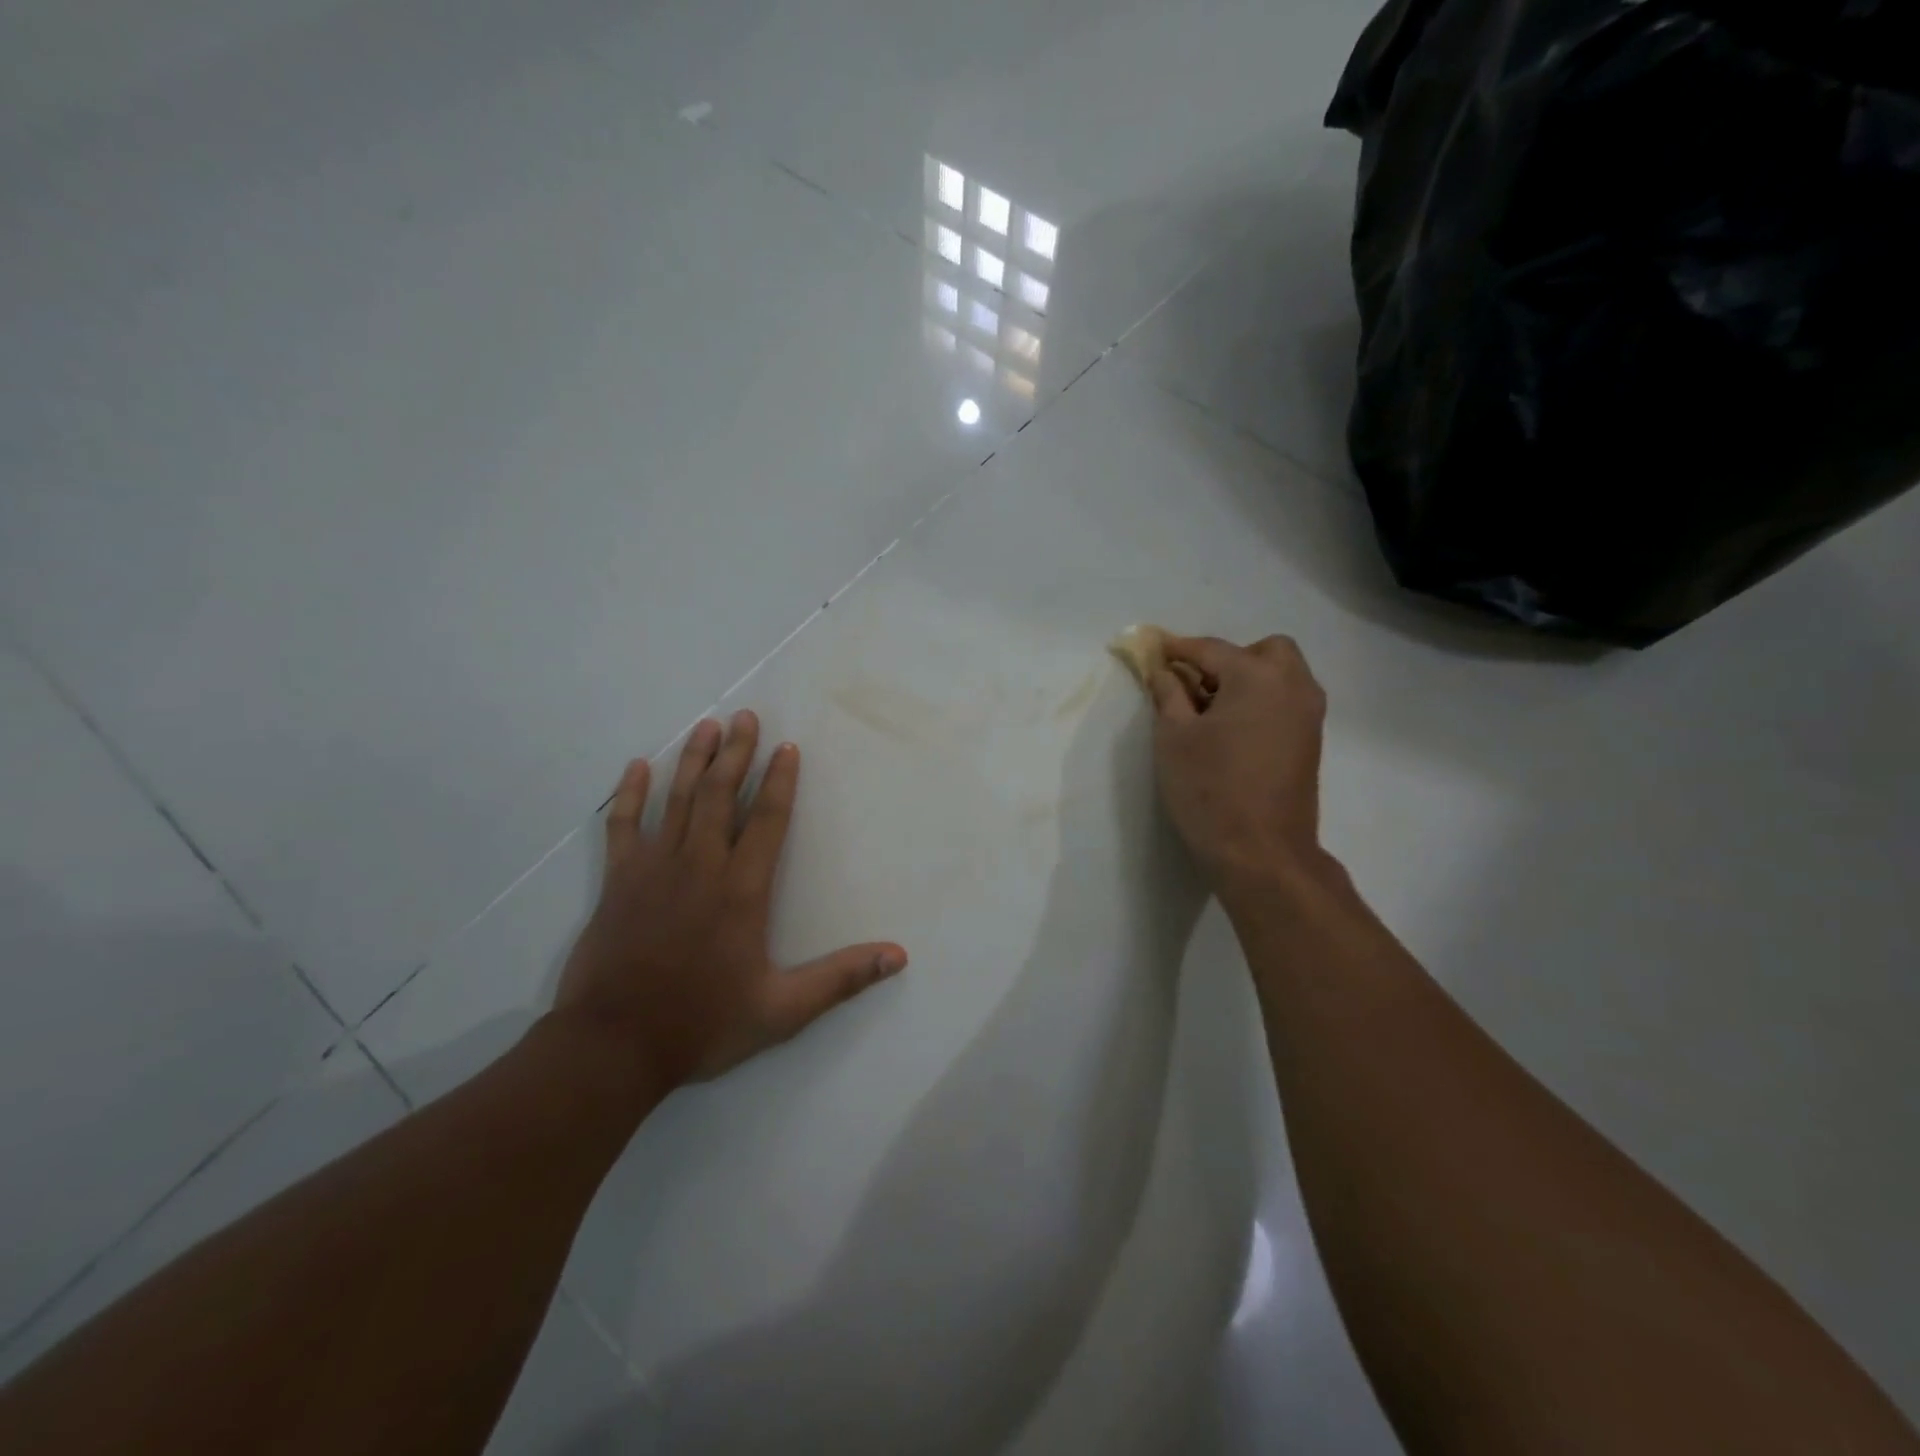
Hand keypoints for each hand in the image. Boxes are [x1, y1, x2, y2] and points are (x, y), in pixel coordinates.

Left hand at [553, 711, 906, 1093]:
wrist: (613, 1046)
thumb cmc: (702, 1024)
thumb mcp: (783, 1010)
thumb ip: (841, 978)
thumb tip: (899, 956)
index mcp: (742, 890)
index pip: (766, 820)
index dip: (779, 781)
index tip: (787, 747)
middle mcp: (700, 866)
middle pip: (720, 795)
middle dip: (736, 753)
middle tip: (746, 716)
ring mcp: (654, 869)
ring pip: (677, 800)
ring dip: (693, 760)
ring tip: (707, 726)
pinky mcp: (618, 881)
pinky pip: (623, 826)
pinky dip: (630, 794)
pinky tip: (637, 767)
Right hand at [1146, 634, 1328, 896]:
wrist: (1262, 853)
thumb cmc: (1210, 790)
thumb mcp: (1173, 737)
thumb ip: (1167, 693)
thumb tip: (1163, 670)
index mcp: (1257, 676)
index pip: (1210, 649)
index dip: (1176, 649)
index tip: (1151, 648)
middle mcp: (1293, 685)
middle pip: (1262, 651)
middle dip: (1227, 660)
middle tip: (1195, 686)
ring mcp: (1309, 715)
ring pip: (1280, 676)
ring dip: (1247, 680)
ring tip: (1210, 712)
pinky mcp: (1311, 742)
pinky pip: (1286, 701)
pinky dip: (1261, 702)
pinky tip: (1232, 732)